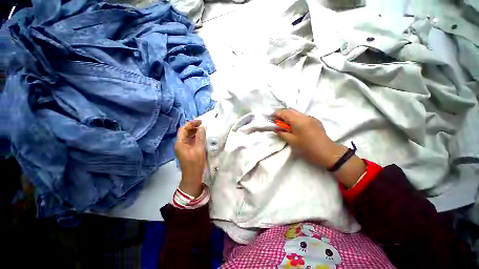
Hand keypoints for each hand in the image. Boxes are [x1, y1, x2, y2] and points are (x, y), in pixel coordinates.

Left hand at [175, 120, 205, 197]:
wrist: (192, 176)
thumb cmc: (195, 163)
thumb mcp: (199, 149)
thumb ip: (200, 137)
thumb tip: (202, 127)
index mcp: (180, 143)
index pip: (183, 129)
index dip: (191, 124)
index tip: (200, 122)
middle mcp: (180, 144)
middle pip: (185, 132)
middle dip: (193, 127)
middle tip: (203, 125)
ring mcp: (183, 147)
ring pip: (188, 136)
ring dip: (195, 131)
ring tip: (203, 129)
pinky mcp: (187, 150)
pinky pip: (190, 141)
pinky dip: (195, 137)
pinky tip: (201, 136)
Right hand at [274, 109, 365, 187]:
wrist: (327, 152)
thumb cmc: (307, 148)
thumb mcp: (292, 141)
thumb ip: (282, 133)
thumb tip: (275, 128)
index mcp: (298, 121)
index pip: (284, 112)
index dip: (276, 114)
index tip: (271, 118)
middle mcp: (305, 116)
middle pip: (290, 110)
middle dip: (282, 114)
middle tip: (277, 122)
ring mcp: (311, 117)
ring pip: (296, 113)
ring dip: (289, 116)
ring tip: (285, 125)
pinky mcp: (315, 121)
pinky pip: (302, 116)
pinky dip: (295, 119)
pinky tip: (295, 127)